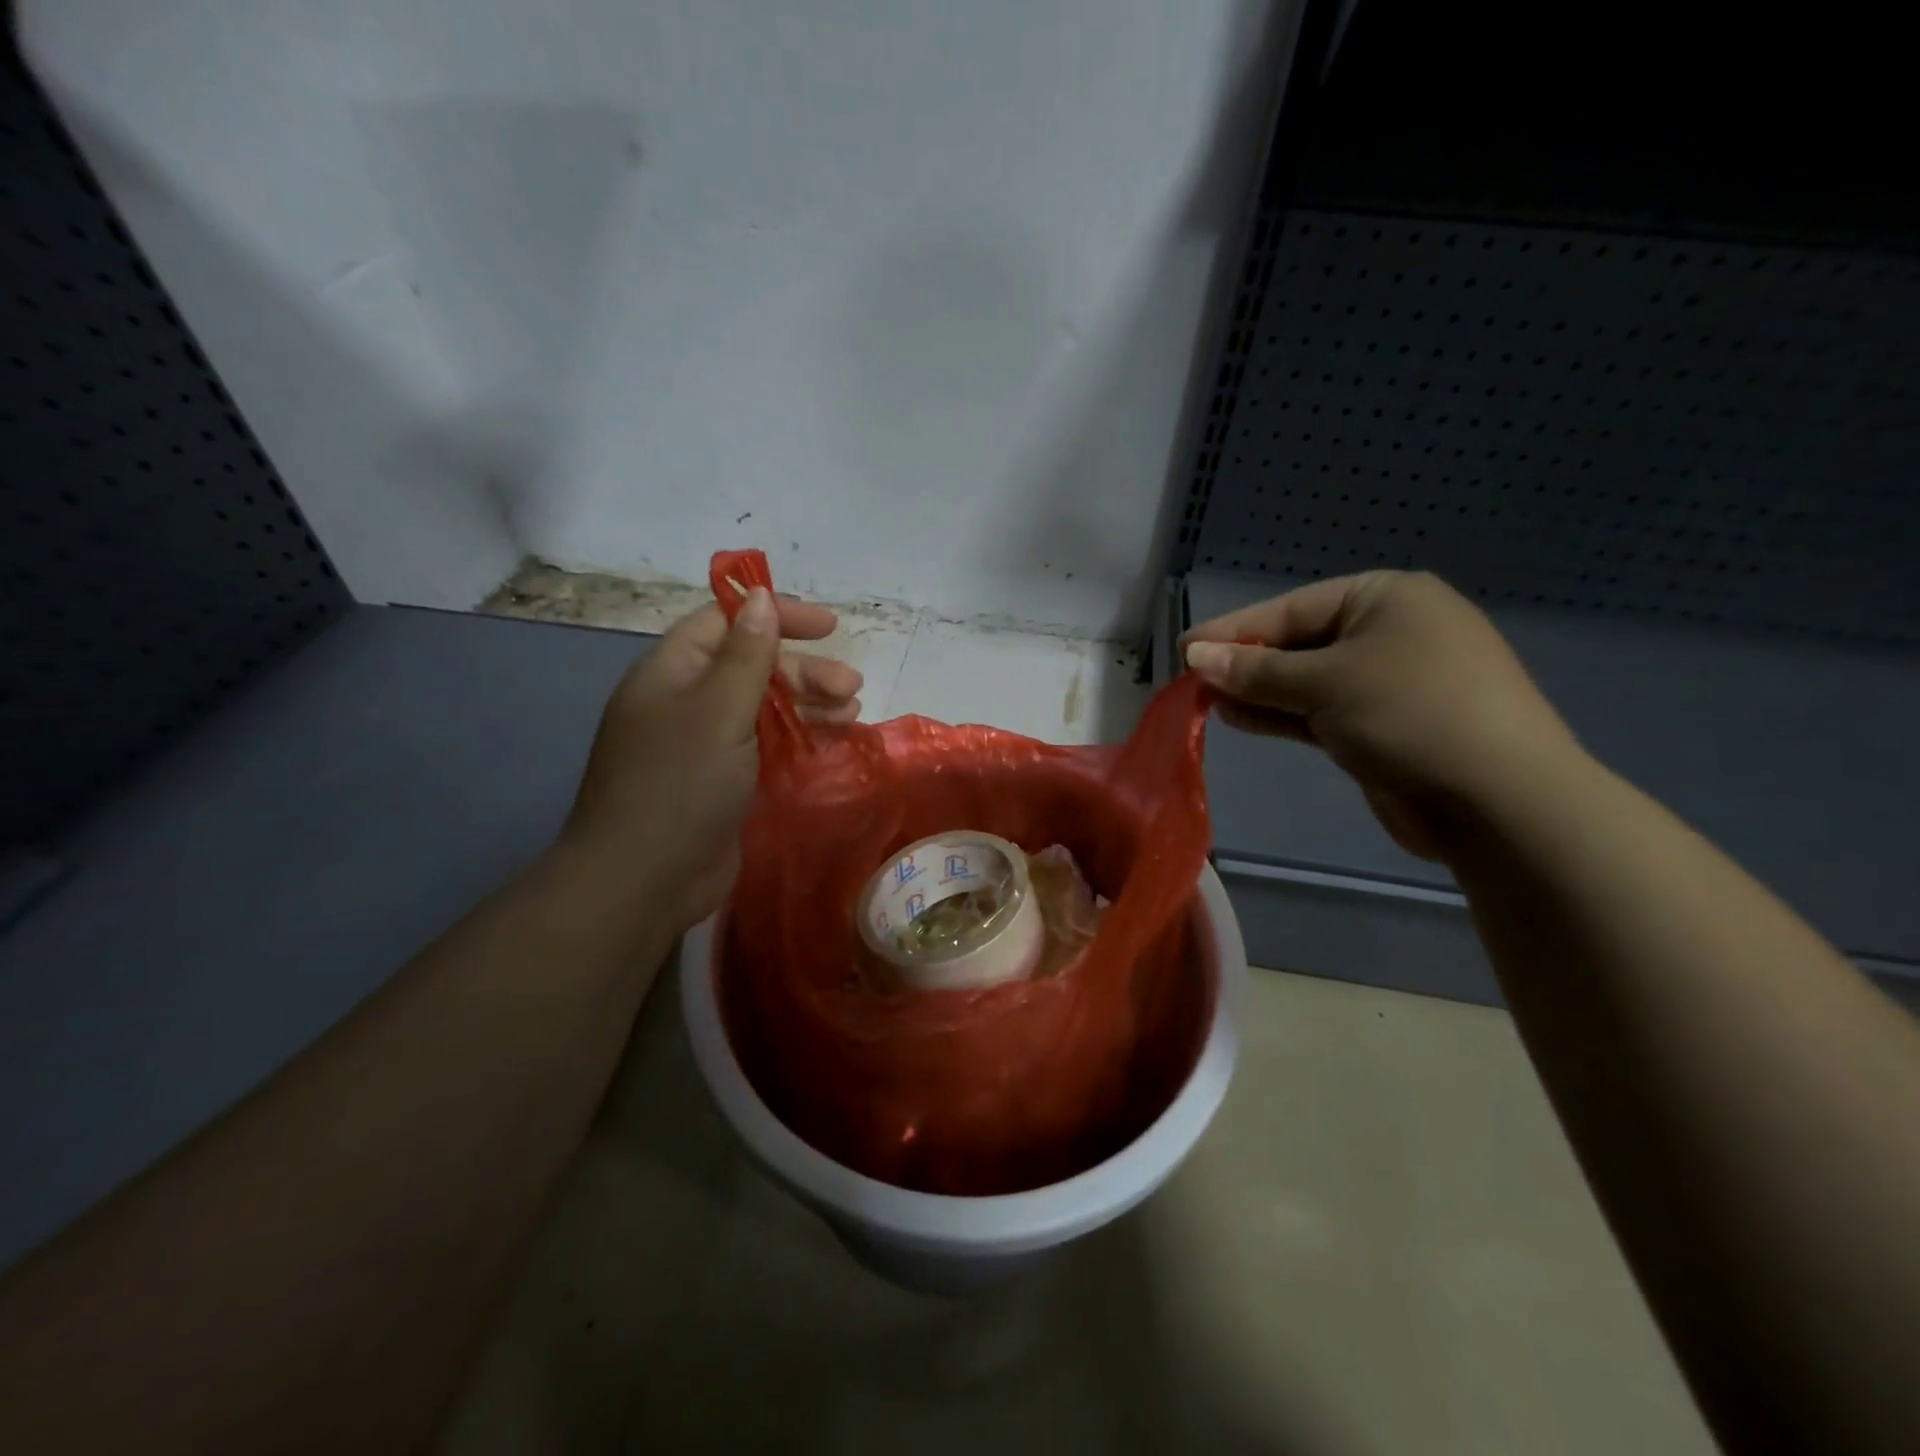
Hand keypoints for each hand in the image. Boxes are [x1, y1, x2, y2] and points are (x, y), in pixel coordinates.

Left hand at [562, 588, 861, 928]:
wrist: (644, 879)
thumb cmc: (680, 784)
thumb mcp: (718, 711)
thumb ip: (746, 655)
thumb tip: (759, 597)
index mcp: (673, 672)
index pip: (727, 622)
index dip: (777, 617)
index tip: (828, 627)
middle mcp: (687, 701)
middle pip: (753, 666)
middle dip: (806, 671)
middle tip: (852, 688)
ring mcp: (704, 744)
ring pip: (764, 706)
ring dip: (809, 703)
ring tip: (852, 712)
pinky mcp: (722, 780)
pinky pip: (766, 744)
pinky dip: (799, 736)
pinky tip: (832, 738)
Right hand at [1181, 571, 1579, 858]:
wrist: (1496, 799)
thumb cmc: (1409, 713)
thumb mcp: (1324, 683)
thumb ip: (1256, 670)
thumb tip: (1196, 656)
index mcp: (1387, 599)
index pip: (1293, 607)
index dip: (1235, 629)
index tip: (1185, 648)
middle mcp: (1390, 632)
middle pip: (1299, 642)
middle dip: (1246, 663)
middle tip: (1192, 679)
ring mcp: (1390, 682)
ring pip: (1307, 681)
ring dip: (1258, 691)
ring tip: (1207, 701)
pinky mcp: (1385, 725)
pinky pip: (1322, 710)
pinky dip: (1282, 714)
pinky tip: (1239, 718)